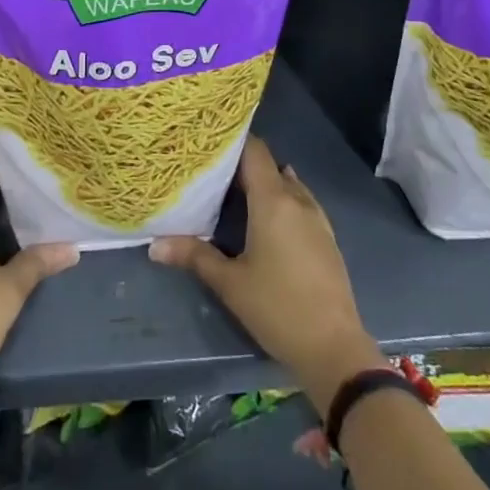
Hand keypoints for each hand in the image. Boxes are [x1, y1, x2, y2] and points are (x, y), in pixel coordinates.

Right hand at [149, 137, 383, 414]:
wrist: (335, 349)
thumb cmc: (278, 309)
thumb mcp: (230, 283)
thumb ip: (194, 256)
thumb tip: (154, 245)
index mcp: (273, 201)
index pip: (255, 151)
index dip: (232, 141)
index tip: (208, 142)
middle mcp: (297, 200)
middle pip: (269, 165)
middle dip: (241, 164)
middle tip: (210, 169)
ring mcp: (316, 218)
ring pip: (287, 184)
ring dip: (264, 183)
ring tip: (233, 190)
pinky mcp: (326, 237)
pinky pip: (300, 202)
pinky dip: (281, 200)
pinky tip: (265, 218)